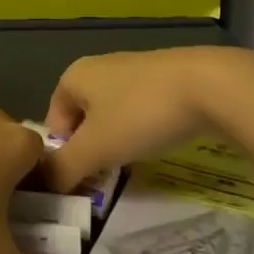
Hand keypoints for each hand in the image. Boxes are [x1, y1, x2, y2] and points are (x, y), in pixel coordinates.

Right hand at [40, 46, 253, 193]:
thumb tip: (43, 187)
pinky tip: (158, 143)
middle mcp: (97, 67)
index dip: (64, 156)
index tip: (84, 182)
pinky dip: (142, 130)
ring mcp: (131, 69)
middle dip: (92, 151)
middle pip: (82, 120)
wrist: (209, 85)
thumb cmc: (140, 113)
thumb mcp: (97, 148)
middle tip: (107, 178)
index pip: (53, 124)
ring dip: (117, 143)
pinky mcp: (161, 77)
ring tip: (134, 164)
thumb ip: (64, 169)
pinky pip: (138, 110)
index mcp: (73, 76)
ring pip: (111, 116)